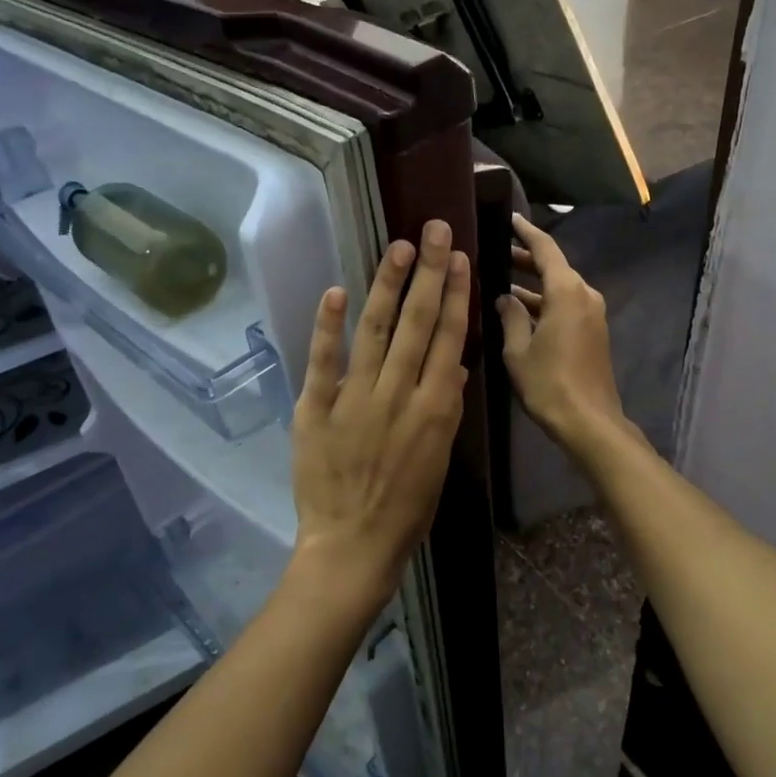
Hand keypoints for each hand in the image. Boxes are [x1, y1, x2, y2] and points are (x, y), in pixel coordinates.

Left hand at [289, 220, 471, 619]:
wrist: (352, 546)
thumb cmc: (406, 509)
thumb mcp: (440, 461)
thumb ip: (446, 409)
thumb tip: (455, 363)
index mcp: (435, 409)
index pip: (448, 339)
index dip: (454, 296)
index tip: (459, 259)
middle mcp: (398, 395)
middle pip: (416, 324)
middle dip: (427, 273)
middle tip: (432, 230)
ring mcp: (355, 399)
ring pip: (374, 331)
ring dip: (386, 286)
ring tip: (397, 247)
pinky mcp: (316, 409)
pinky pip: (323, 361)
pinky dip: (328, 326)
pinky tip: (337, 290)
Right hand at [496, 215, 627, 449]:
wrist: (589, 421)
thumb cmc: (549, 383)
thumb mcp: (518, 350)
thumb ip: (510, 317)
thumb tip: (505, 297)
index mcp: (566, 292)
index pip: (545, 249)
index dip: (526, 232)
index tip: (508, 219)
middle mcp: (584, 295)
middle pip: (554, 267)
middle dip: (526, 259)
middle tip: (497, 252)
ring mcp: (592, 314)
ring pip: (560, 288)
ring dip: (534, 285)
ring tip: (502, 283)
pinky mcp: (593, 332)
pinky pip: (567, 305)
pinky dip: (545, 303)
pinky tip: (521, 312)